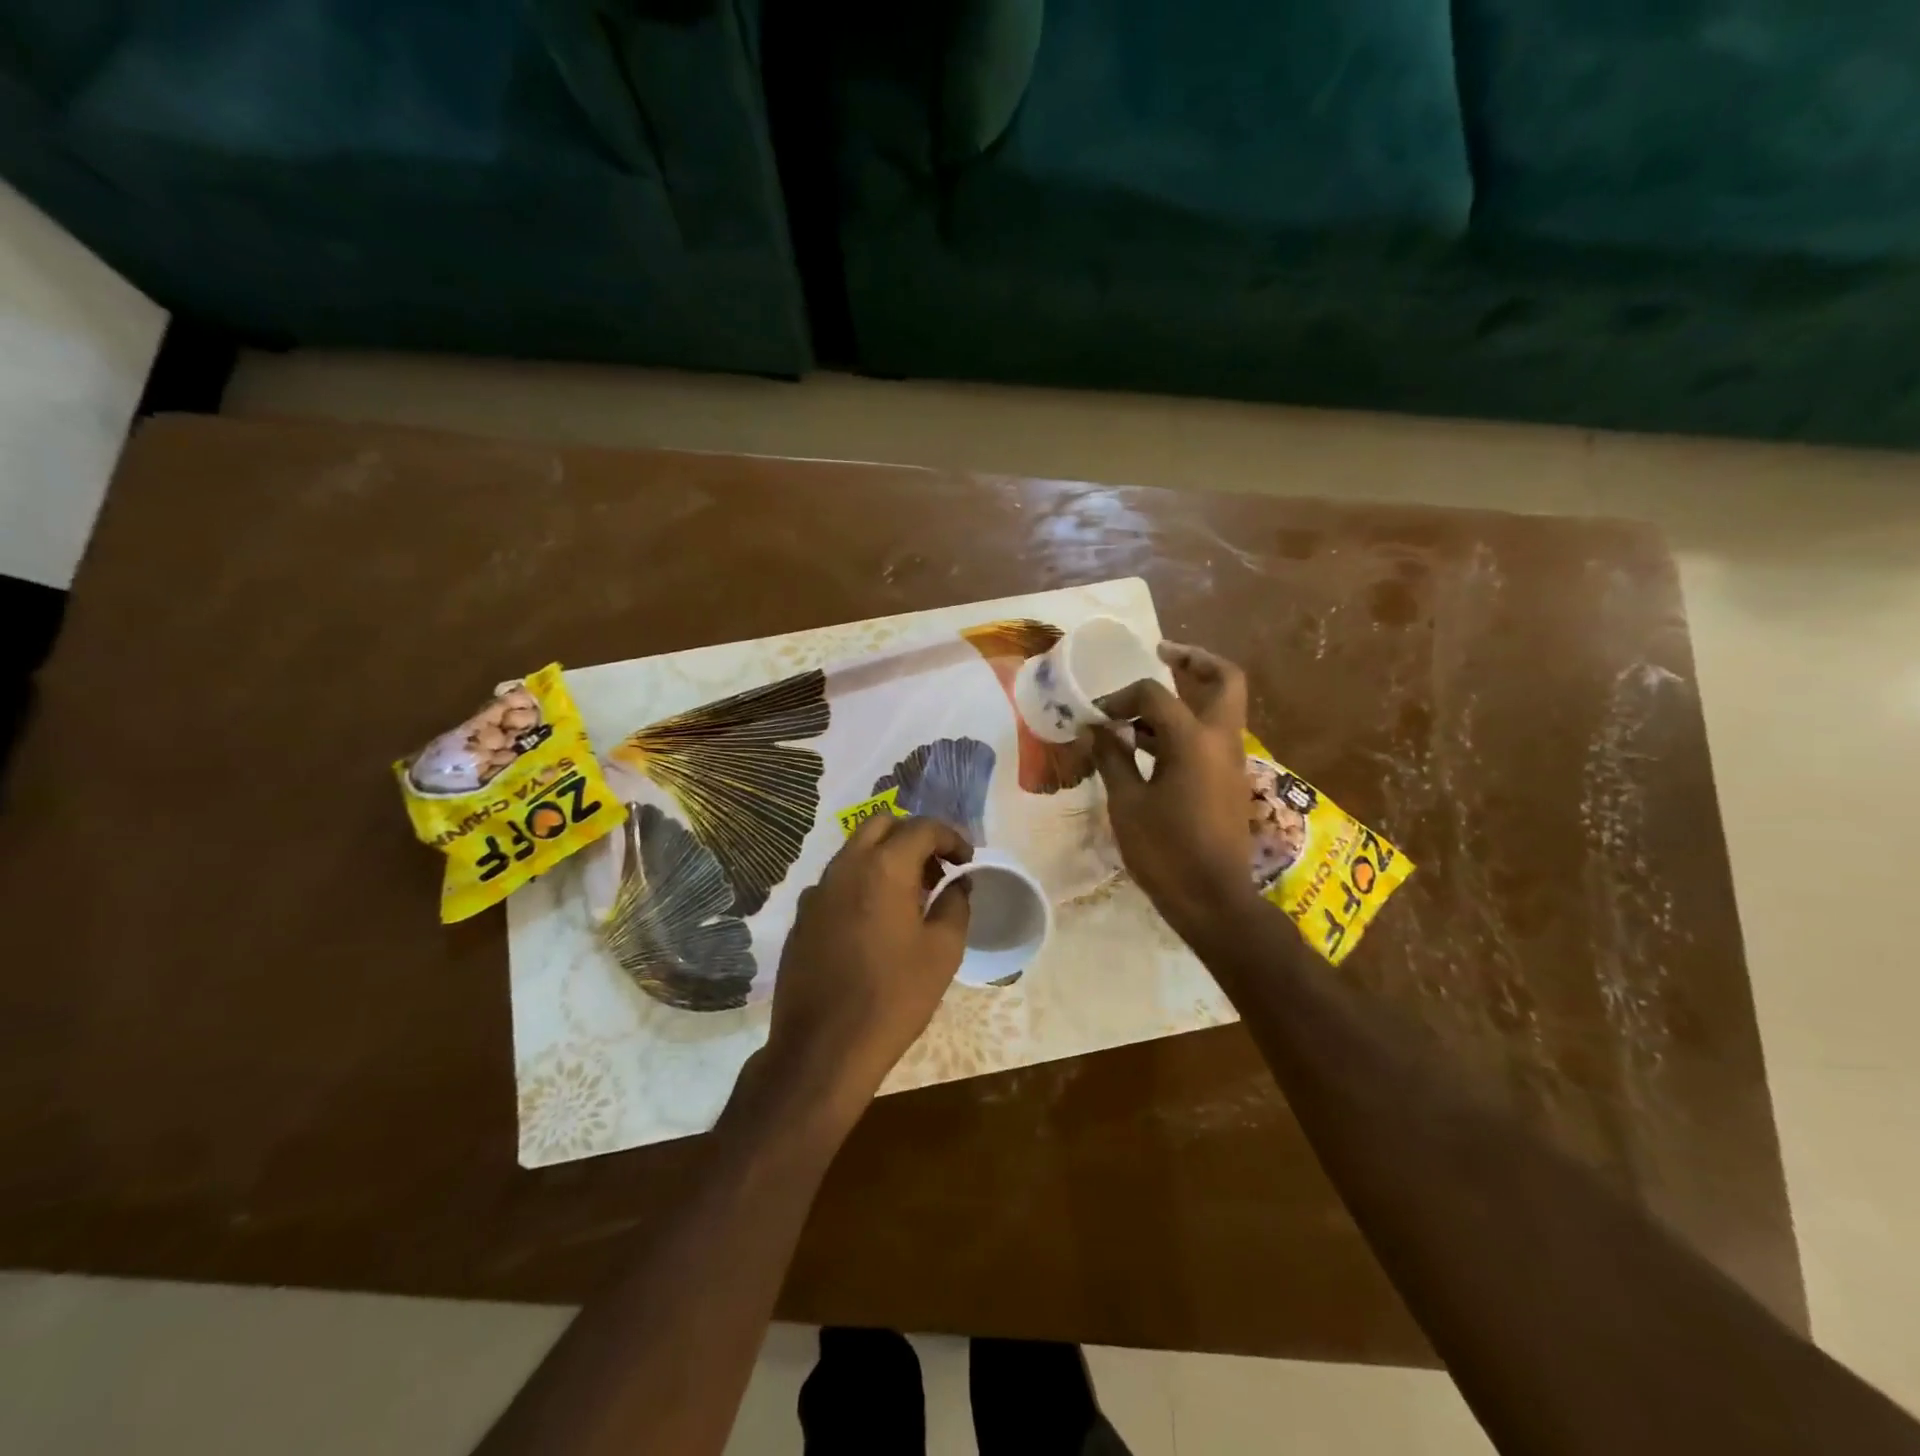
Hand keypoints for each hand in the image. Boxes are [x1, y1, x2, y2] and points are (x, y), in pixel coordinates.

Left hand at [753, 815, 972, 1126]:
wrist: (823, 1048)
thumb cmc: (894, 997)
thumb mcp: (943, 952)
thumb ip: (955, 904)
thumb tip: (957, 883)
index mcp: (883, 867)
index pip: (922, 828)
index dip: (951, 837)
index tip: (967, 860)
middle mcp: (845, 867)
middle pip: (881, 825)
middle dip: (913, 837)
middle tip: (936, 869)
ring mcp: (817, 891)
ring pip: (855, 851)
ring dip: (886, 858)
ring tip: (911, 897)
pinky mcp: (802, 917)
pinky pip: (837, 882)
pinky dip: (862, 883)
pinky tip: (875, 923)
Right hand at [1089, 642, 1259, 940]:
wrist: (1213, 900)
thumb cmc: (1166, 852)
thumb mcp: (1127, 804)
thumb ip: (1111, 758)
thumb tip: (1095, 728)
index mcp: (1194, 741)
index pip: (1154, 695)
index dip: (1120, 697)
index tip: (1095, 716)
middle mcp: (1221, 740)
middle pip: (1224, 680)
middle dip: (1194, 661)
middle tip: (1162, 653)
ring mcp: (1230, 761)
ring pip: (1220, 708)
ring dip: (1188, 696)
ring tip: (1143, 707)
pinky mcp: (1228, 780)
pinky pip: (1211, 736)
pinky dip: (1187, 726)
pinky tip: (1150, 745)